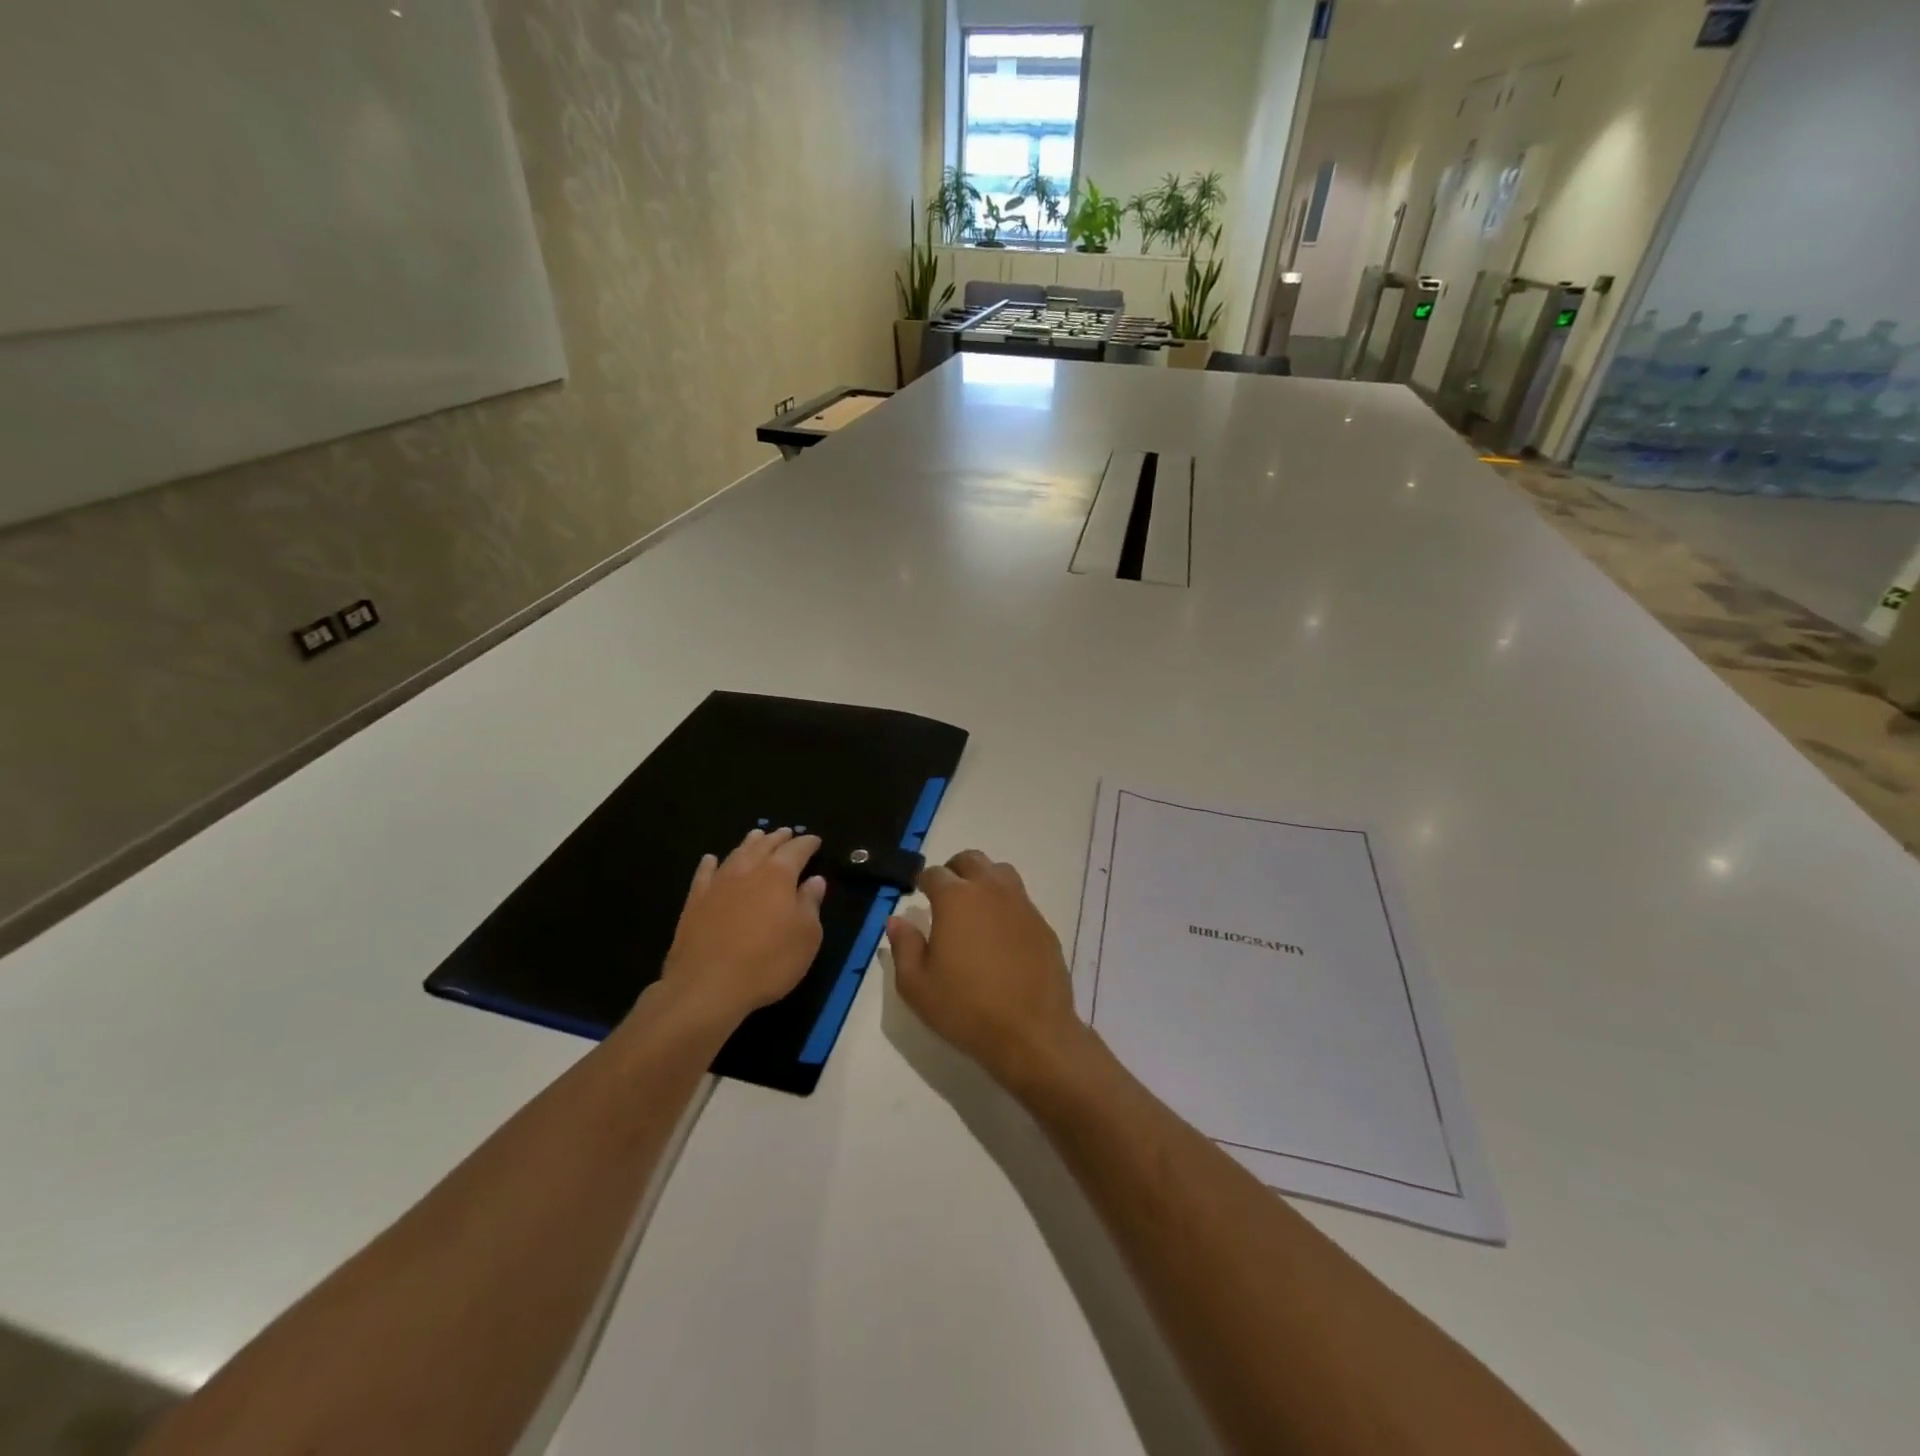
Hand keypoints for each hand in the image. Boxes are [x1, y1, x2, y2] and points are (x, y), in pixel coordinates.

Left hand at [656, 827, 826, 1028]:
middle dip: (778, 838)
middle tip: (786, 832)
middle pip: (764, 846)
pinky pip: (704, 874)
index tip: (815, 840)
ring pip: (736, 854)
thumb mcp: (806, 937)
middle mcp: (748, 871)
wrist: (707, 987)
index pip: (797, 850)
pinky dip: (710, 864)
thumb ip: (811, 904)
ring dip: (749, 844)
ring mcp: (718, 885)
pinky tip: (711, 860)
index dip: (807, 843)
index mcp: (778, 876)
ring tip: (757, 836)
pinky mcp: (695, 902)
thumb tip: (814, 881)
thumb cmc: (768, 962)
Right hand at [885, 850, 1089, 1096]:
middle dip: (954, 870)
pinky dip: (1006, 904)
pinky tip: (1000, 933)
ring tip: (974, 907)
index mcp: (956, 899)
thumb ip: (904, 946)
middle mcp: (991, 890)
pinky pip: (1020, 899)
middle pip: (971, 860)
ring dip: (983, 880)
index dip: (922, 882)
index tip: (918, 895)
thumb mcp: (917, 986)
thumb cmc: (966, 1008)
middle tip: (944, 895)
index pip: (934, 874)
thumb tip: (897, 920)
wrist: (1031, 1032)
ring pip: (1000, 872)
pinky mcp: (1042, 923)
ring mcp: (1022, 904)